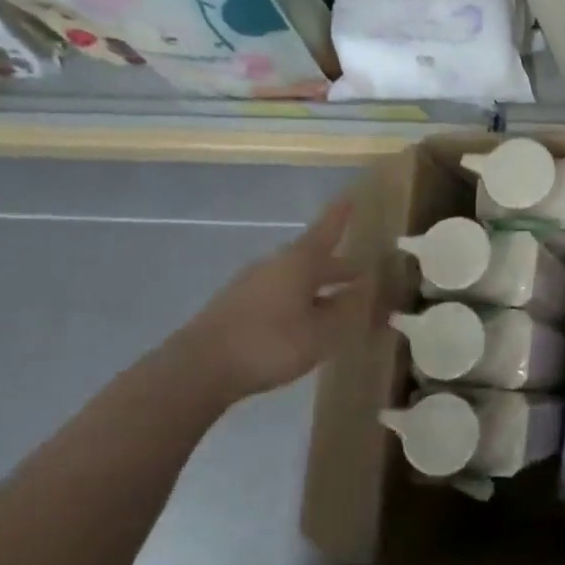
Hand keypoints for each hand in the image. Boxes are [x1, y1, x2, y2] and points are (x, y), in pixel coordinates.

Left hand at [168, 200, 365, 404]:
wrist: (198, 370)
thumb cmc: (269, 344)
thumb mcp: (322, 332)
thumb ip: (347, 309)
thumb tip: (366, 287)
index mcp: (299, 262)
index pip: (326, 230)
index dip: (340, 215)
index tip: (351, 194)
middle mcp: (275, 265)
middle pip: (313, 258)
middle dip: (339, 266)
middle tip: (363, 273)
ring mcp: (252, 285)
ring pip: (296, 278)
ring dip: (319, 286)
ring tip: (340, 302)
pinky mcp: (237, 307)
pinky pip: (279, 295)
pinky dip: (300, 301)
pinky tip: (307, 322)